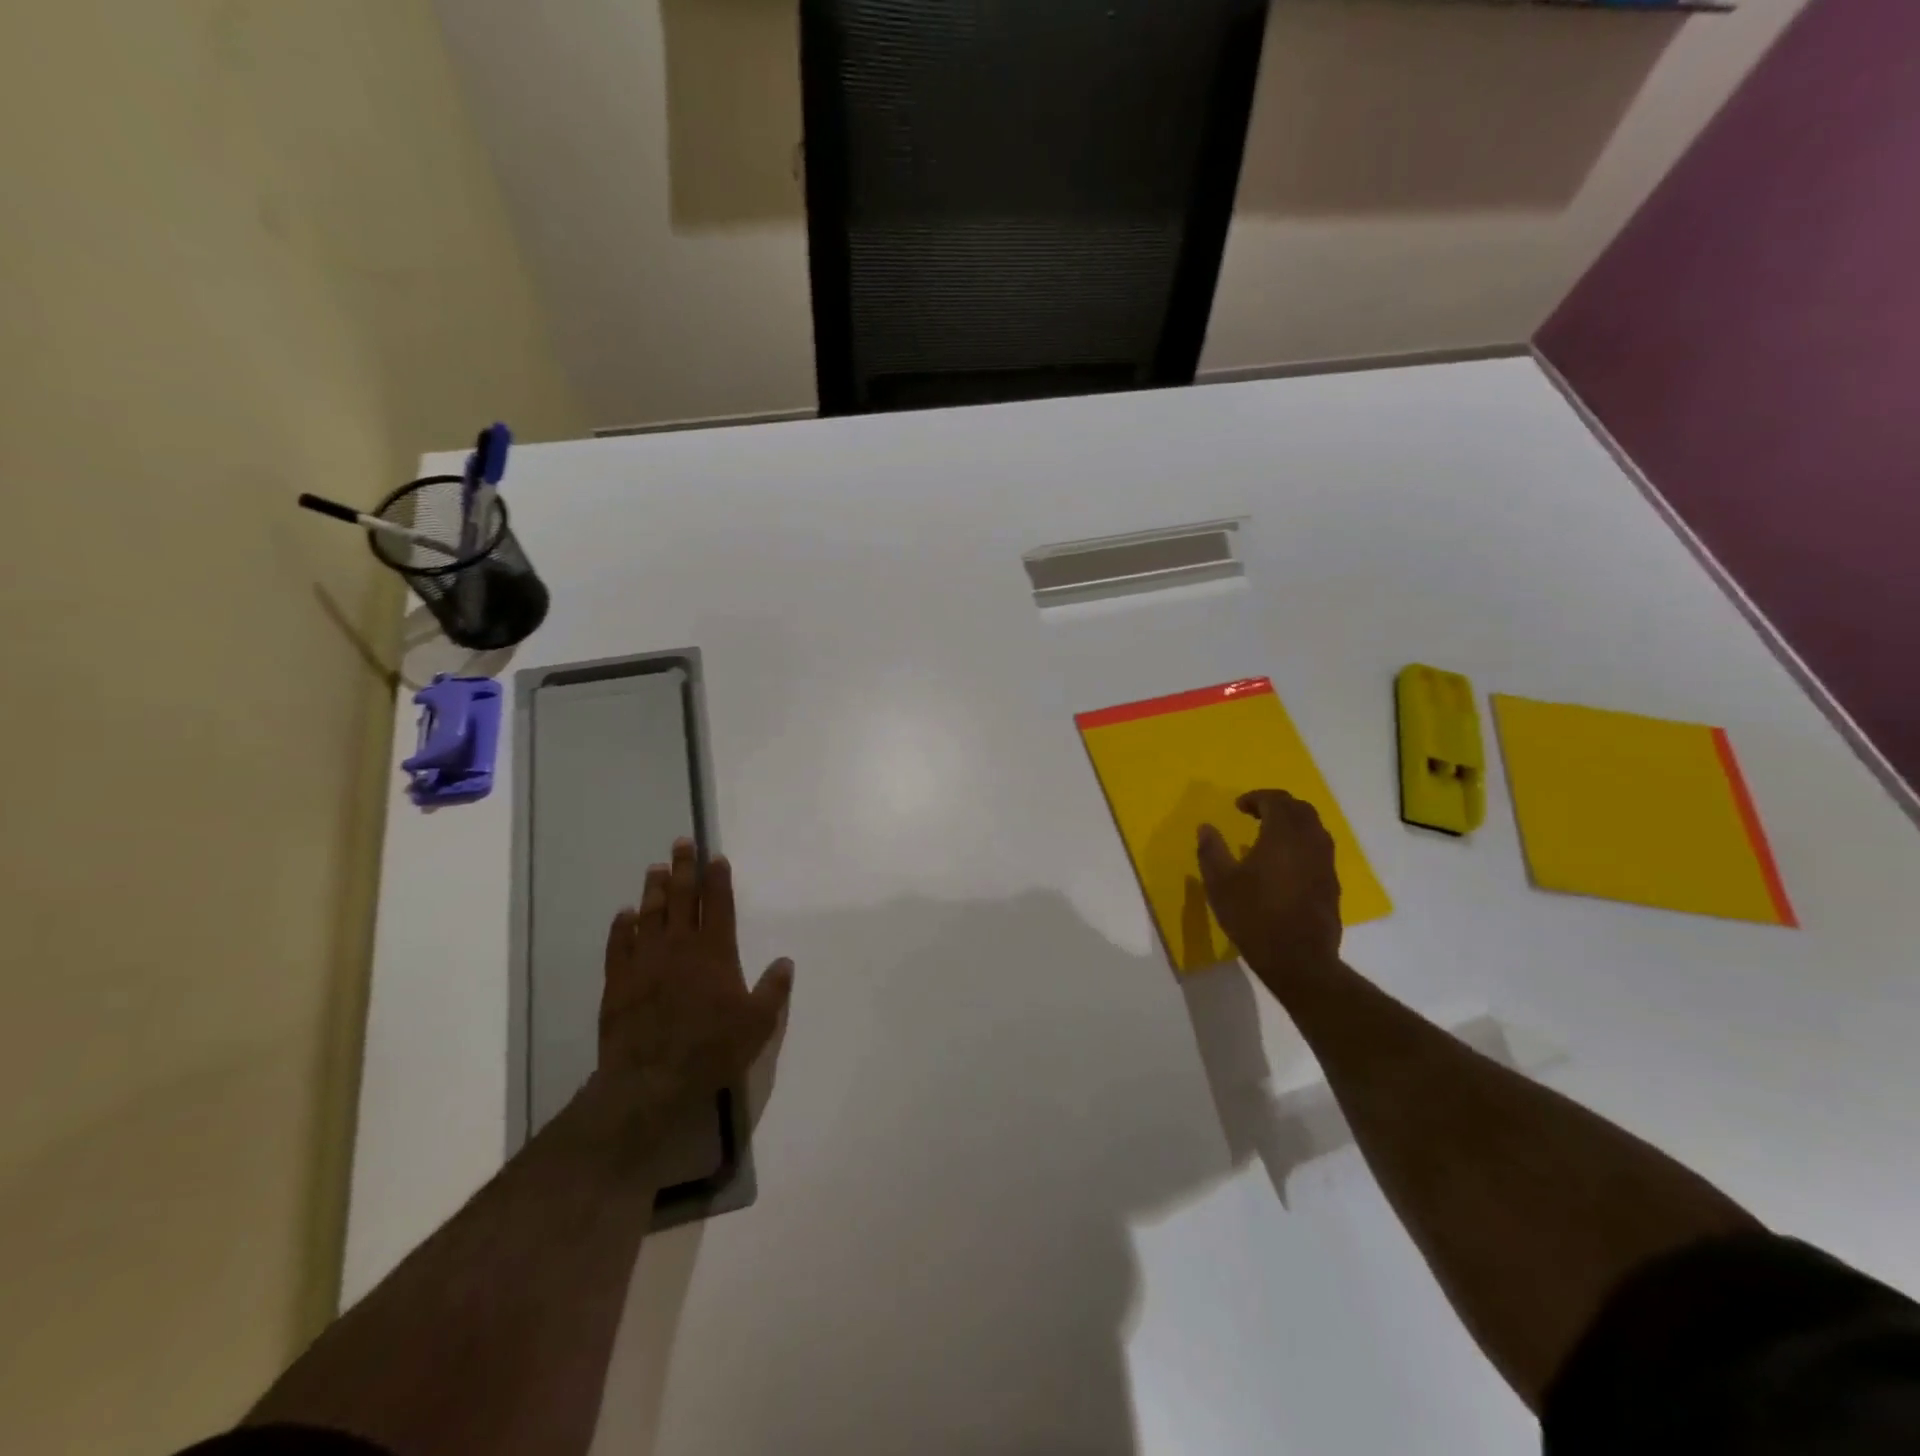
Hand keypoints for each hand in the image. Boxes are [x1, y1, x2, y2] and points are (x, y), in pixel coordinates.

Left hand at [594, 838, 792, 1126]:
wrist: (651, 1079)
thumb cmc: (712, 1048)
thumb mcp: (758, 1023)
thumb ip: (773, 990)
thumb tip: (785, 961)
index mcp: (715, 951)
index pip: (717, 904)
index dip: (717, 879)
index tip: (715, 857)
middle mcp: (679, 946)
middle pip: (681, 898)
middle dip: (683, 868)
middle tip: (680, 843)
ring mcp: (645, 961)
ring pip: (649, 914)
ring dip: (653, 889)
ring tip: (655, 868)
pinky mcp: (618, 981)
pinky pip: (619, 944)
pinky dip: (622, 926)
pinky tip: (624, 914)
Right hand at [1197, 790, 1342, 995]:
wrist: (1299, 960)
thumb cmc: (1254, 917)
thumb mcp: (1220, 884)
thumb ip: (1211, 850)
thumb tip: (1205, 828)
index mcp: (1283, 835)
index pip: (1276, 801)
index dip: (1256, 798)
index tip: (1238, 806)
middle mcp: (1310, 842)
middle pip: (1301, 809)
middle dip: (1278, 805)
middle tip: (1255, 813)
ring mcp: (1325, 863)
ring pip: (1314, 828)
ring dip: (1293, 823)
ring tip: (1269, 835)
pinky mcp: (1332, 883)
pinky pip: (1319, 849)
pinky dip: (1302, 843)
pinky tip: (1284, 862)